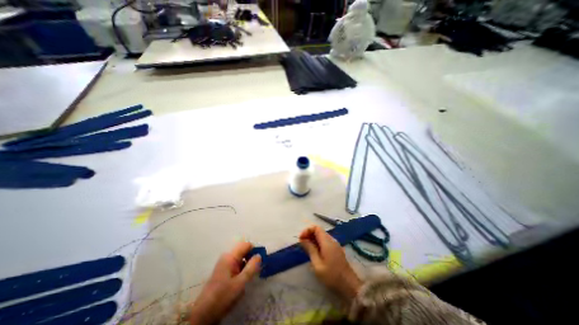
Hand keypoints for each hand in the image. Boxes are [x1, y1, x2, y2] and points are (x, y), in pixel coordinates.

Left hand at [190, 242, 261, 323]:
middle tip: (256, 269)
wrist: (203, 314)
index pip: (246, 245)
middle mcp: (227, 256)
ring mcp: (224, 263)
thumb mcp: (240, 283)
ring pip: (240, 258)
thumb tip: (259, 255)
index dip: (255, 251)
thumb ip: (251, 267)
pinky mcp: (223, 270)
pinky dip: (242, 268)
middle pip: (243, 250)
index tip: (260, 261)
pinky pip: (236, 264)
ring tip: (249, 276)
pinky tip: (242, 280)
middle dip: (251, 258)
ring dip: (247, 264)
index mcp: (230, 256)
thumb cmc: (223, 296)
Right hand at [300, 226, 360, 301]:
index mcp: (327, 242)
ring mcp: (335, 244)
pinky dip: (318, 243)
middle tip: (302, 244)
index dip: (307, 230)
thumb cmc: (332, 275)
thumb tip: (303, 239)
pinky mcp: (336, 249)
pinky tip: (314, 252)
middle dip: (309, 234)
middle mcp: (331, 240)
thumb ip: (310, 249)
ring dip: (313, 239)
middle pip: (319, 231)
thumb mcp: (317, 264)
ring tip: (307, 248)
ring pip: (322, 236)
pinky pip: (325, 241)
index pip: (316, 228)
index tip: (301, 239)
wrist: (349, 285)